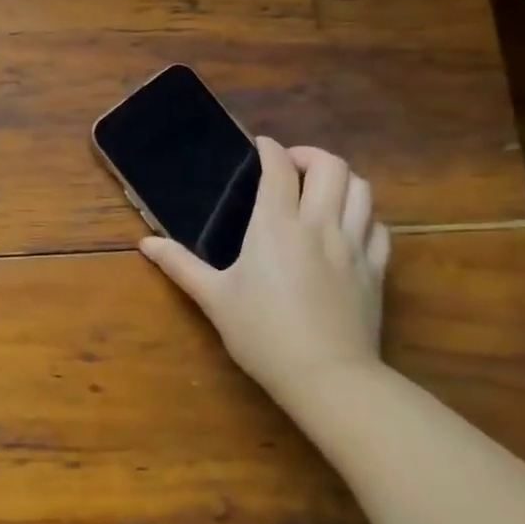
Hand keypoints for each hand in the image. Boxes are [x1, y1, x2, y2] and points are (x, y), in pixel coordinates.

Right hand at [140, 139, 389, 403]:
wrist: (326, 376)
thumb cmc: (262, 334)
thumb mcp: (214, 298)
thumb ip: (180, 265)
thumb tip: (145, 244)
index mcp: (276, 225)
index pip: (278, 168)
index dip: (269, 149)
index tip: (259, 146)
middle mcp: (319, 225)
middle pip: (331, 167)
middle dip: (310, 156)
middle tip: (290, 168)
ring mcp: (353, 246)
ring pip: (362, 190)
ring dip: (341, 180)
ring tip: (320, 191)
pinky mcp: (375, 270)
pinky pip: (379, 226)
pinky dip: (364, 215)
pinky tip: (348, 227)